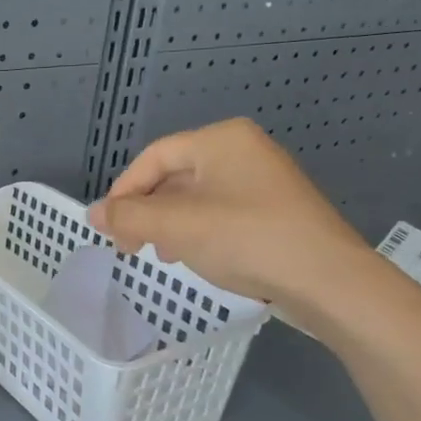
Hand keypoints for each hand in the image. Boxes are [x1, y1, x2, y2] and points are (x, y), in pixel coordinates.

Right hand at [87, 119, 381, 323]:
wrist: (327, 280)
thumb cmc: (246, 239)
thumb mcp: (176, 227)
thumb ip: (128, 217)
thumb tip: (92, 214)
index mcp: (220, 140)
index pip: (154, 157)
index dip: (124, 191)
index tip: (110, 227)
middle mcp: (243, 150)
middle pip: (174, 176)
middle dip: (147, 212)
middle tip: (131, 246)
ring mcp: (263, 181)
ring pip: (195, 198)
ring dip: (168, 225)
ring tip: (161, 254)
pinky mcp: (275, 211)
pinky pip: (220, 213)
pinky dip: (197, 232)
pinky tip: (194, 257)